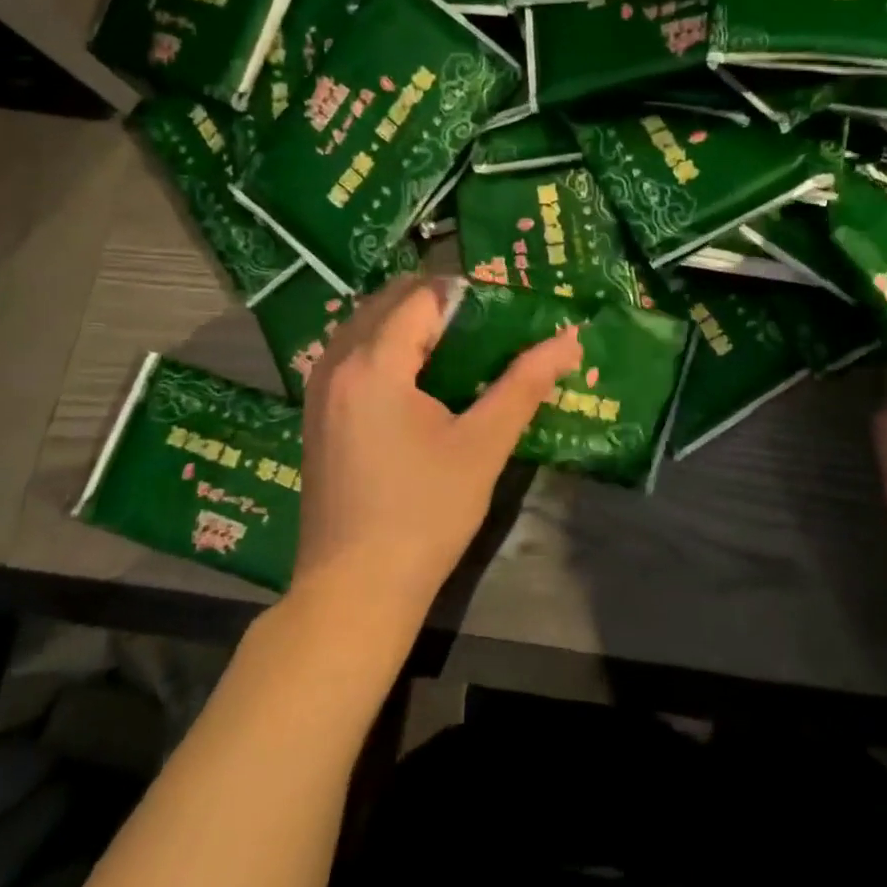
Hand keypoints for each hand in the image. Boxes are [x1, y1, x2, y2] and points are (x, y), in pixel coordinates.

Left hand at [292, 275, 582, 619]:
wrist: (355, 590)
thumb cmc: (424, 514)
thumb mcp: (483, 446)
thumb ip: (525, 384)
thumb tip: (569, 340)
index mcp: (373, 363)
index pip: (422, 297)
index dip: (467, 296)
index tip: (505, 312)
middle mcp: (337, 364)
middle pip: (388, 303)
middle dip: (438, 305)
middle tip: (487, 329)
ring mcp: (319, 391)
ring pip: (366, 328)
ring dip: (410, 326)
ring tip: (460, 352)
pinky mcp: (317, 416)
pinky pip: (352, 357)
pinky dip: (387, 351)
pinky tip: (421, 384)